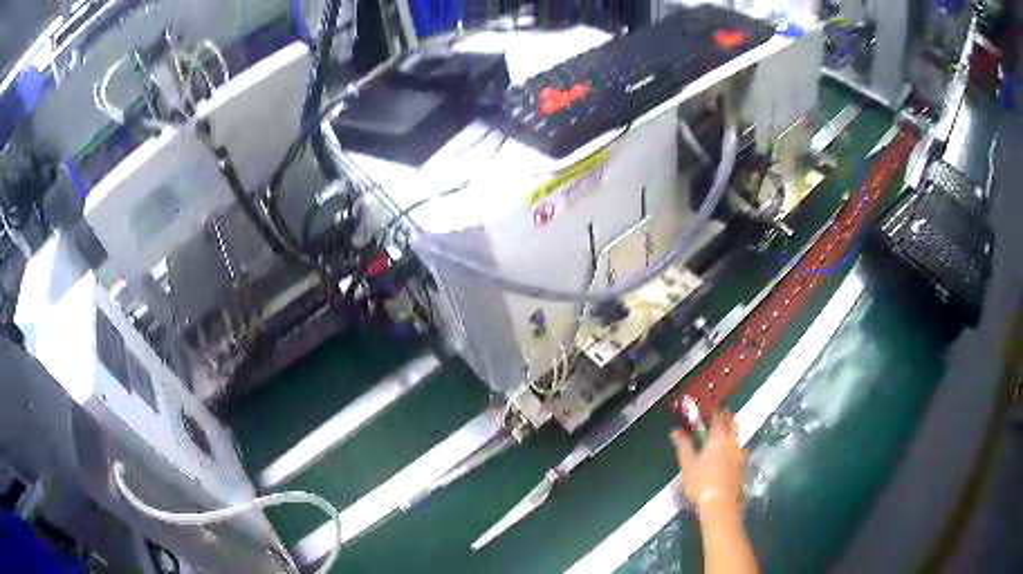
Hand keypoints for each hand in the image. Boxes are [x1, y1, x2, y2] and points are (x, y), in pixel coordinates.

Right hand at [671, 409, 747, 514]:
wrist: (721, 504)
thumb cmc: (701, 483)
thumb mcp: (687, 465)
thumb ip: (683, 446)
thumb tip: (676, 432)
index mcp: (718, 438)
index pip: (719, 416)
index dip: (715, 410)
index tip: (711, 408)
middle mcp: (733, 442)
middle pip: (732, 424)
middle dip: (726, 419)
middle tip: (718, 419)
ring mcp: (741, 454)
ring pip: (737, 438)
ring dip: (731, 434)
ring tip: (722, 438)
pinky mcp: (744, 466)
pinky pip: (739, 451)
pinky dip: (733, 449)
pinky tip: (727, 457)